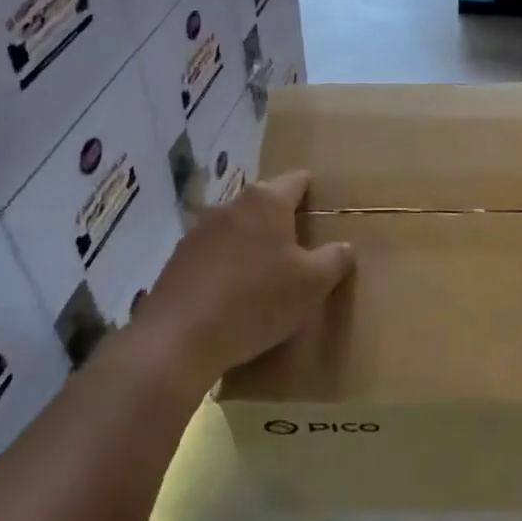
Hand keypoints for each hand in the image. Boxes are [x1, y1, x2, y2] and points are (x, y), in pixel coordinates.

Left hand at [132, 169, 353, 387]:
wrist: (178, 339)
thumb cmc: (256, 301)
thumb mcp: (312, 285)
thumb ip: (334, 259)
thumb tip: (344, 247)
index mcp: (267, 201)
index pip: (297, 180)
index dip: (312, 193)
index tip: (322, 214)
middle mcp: (231, 205)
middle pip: (265, 204)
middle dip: (282, 222)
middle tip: (300, 253)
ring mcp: (199, 230)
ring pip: (237, 228)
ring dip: (252, 245)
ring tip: (265, 278)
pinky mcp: (177, 258)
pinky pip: (213, 254)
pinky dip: (226, 266)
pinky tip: (232, 297)